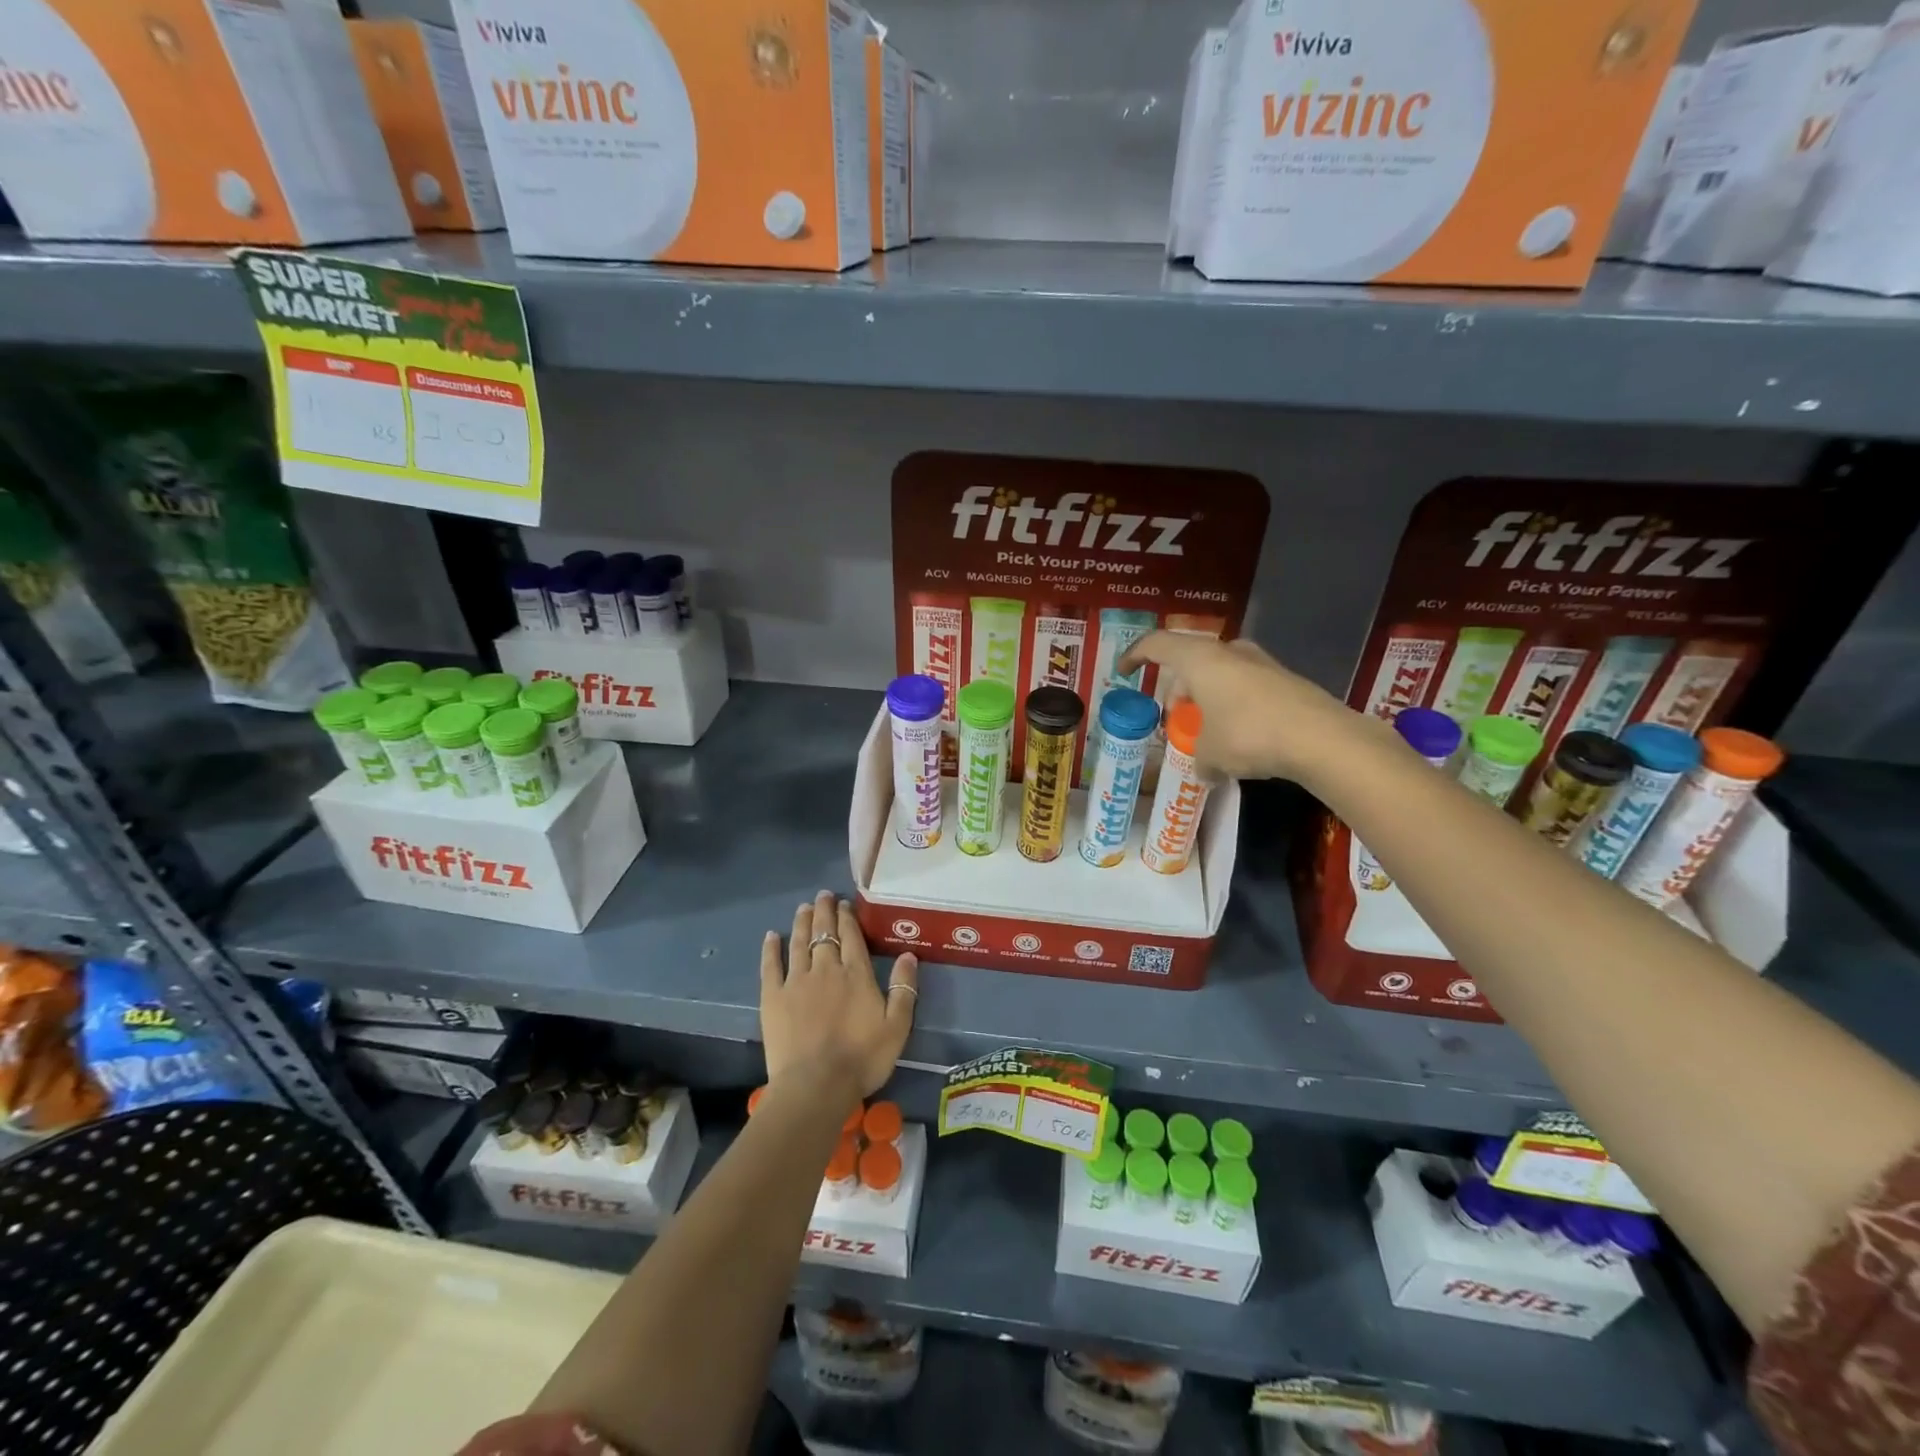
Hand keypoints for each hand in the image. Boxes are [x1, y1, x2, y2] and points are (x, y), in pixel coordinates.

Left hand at [760, 891, 918, 1098]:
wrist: (816, 1084)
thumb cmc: (862, 1058)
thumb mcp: (897, 1026)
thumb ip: (904, 989)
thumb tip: (909, 955)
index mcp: (856, 973)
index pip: (851, 936)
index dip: (847, 917)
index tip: (844, 903)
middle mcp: (826, 968)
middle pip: (824, 932)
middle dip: (824, 911)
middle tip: (823, 895)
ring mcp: (796, 981)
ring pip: (799, 942)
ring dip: (802, 922)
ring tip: (804, 907)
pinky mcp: (773, 997)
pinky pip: (771, 965)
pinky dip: (771, 948)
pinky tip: (771, 936)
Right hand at [1118, 632, 1377, 783]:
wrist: (1322, 738)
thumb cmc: (1249, 736)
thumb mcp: (1211, 754)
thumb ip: (1200, 759)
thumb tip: (1204, 772)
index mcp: (1200, 660)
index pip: (1157, 645)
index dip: (1136, 656)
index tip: (1124, 671)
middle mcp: (1230, 652)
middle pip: (1190, 660)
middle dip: (1178, 687)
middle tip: (1175, 716)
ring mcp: (1262, 663)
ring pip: (1221, 672)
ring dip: (1207, 696)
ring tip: (1207, 728)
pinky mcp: (1286, 680)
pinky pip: (1246, 686)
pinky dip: (1234, 704)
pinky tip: (1240, 734)